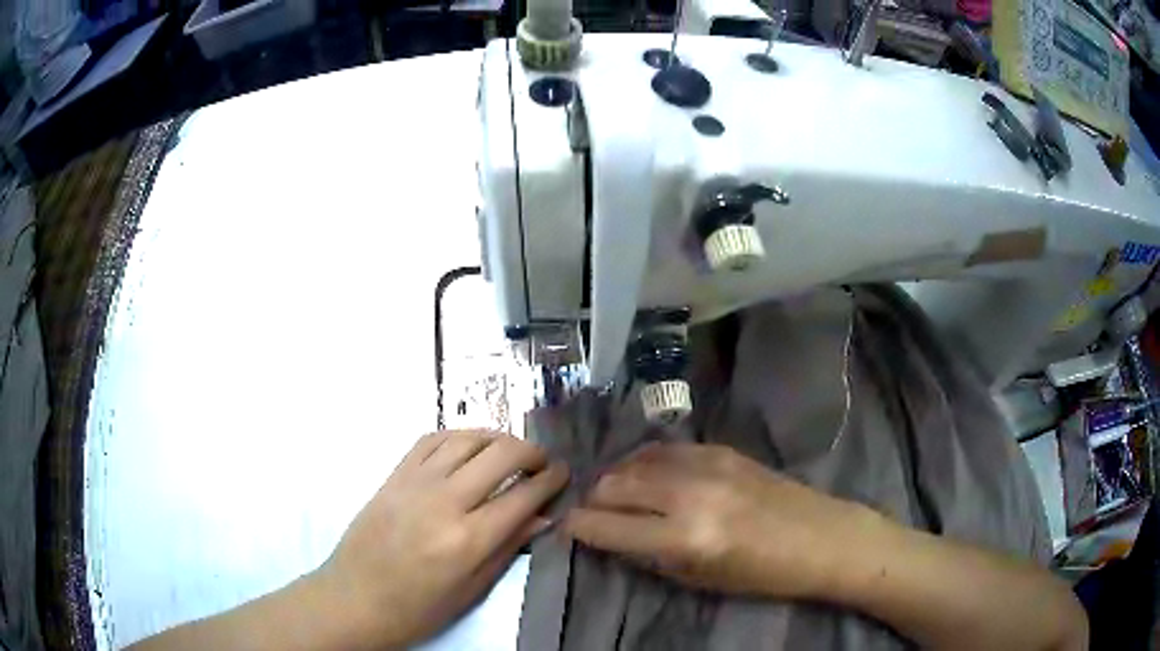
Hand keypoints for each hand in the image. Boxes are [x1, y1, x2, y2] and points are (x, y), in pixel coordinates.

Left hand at [315, 431, 568, 648]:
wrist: (355, 598)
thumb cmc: (418, 608)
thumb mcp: (471, 590)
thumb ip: (507, 548)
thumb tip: (542, 516)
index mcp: (468, 539)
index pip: (523, 495)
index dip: (551, 479)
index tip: (565, 473)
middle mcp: (444, 501)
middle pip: (500, 454)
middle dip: (532, 451)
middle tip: (543, 462)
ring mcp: (415, 483)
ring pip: (467, 438)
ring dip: (497, 438)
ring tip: (510, 452)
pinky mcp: (393, 475)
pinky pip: (431, 439)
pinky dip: (459, 436)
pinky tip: (469, 448)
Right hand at [563, 443, 877, 599]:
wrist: (821, 537)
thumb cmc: (763, 574)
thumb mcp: (700, 580)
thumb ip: (649, 556)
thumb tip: (610, 535)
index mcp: (684, 538)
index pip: (606, 526)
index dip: (578, 527)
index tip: (567, 528)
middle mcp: (688, 494)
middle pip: (613, 484)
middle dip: (594, 501)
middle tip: (596, 514)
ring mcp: (706, 464)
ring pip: (634, 461)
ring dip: (617, 478)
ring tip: (619, 494)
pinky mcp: (720, 448)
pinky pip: (664, 449)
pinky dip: (645, 462)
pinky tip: (648, 475)